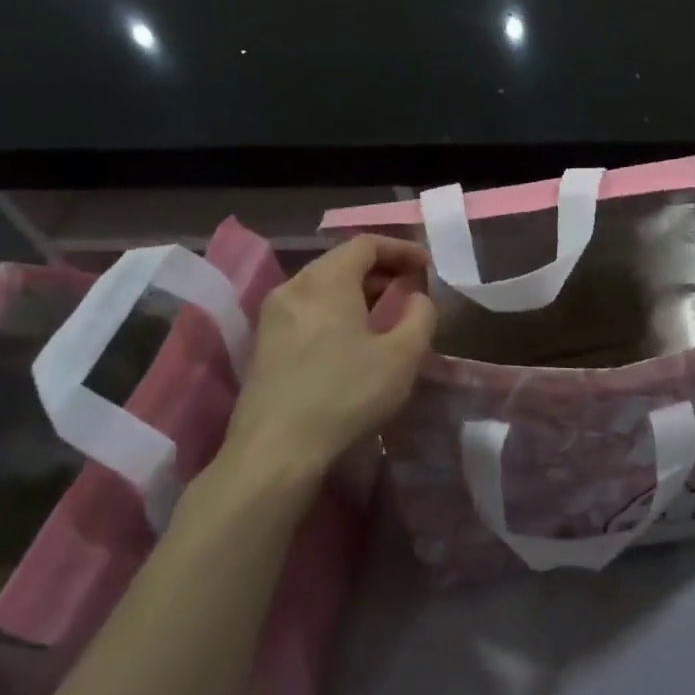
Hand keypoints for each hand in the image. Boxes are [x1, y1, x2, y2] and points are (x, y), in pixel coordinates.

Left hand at [220, 236, 437, 485]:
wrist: (276, 449)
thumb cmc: (346, 394)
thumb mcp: (403, 356)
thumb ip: (421, 316)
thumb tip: (417, 297)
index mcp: (326, 282)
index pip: (365, 244)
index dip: (402, 249)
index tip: (428, 267)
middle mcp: (293, 288)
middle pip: (341, 262)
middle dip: (382, 270)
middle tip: (413, 289)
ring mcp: (272, 317)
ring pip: (323, 287)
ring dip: (360, 292)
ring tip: (389, 314)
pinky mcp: (265, 345)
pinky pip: (309, 310)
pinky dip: (338, 310)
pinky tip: (355, 339)